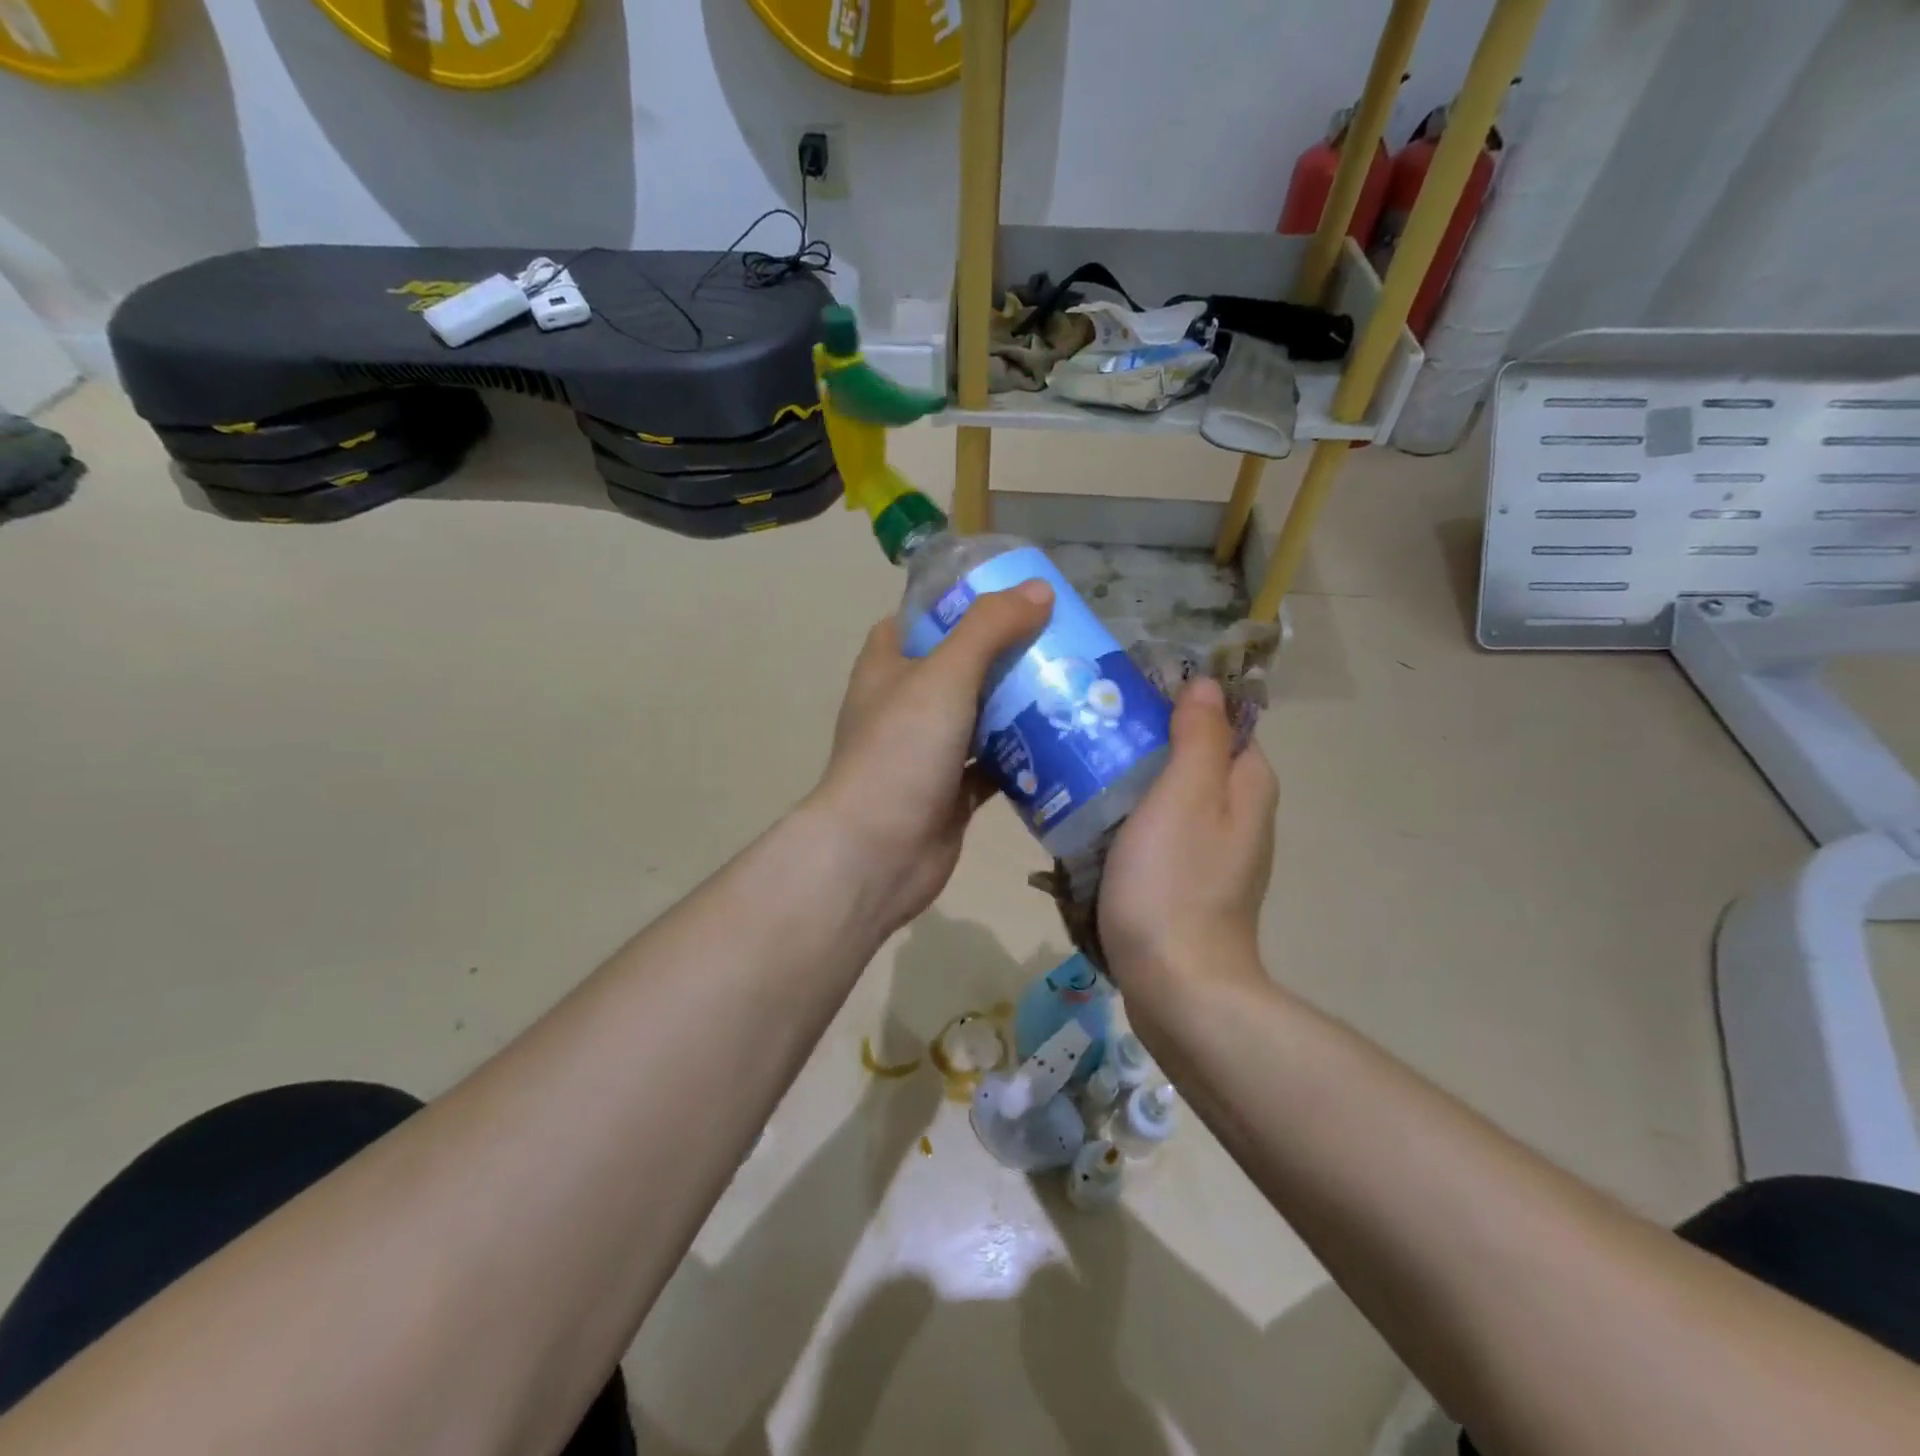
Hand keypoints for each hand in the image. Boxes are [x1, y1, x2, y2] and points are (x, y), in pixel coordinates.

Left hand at [807, 580, 1053, 934]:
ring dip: (1021, 705)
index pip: (924, 618)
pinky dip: (1023, 756)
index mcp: (889, 665)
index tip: (1014, 596)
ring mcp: (928, 750)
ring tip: (1075, 685)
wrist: (878, 853)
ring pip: (981, 715)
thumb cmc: (901, 751)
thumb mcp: (944, 676)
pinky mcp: (951, 790)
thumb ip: (989, 628)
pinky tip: (1066, 743)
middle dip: (1007, 654)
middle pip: (962, 666)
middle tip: (1061, 641)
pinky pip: (994, 764)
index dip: (964, 602)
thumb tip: (1040, 590)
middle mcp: (905, 704)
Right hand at [1098, 677, 1277, 991]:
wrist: (1176, 985)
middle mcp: (1237, 813)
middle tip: (1089, 730)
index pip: (1220, 720)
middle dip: (1144, 740)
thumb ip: (1198, 736)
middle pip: (1190, 756)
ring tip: (1076, 766)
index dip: (1176, 701)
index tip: (1123, 696)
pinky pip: (1154, 831)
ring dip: (1128, 779)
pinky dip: (1125, 818)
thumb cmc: (1176, 882)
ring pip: (1167, 795)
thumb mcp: (1186, 795)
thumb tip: (1206, 684)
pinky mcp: (1182, 881)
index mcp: (1246, 785)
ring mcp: (1210, 852)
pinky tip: (1086, 818)